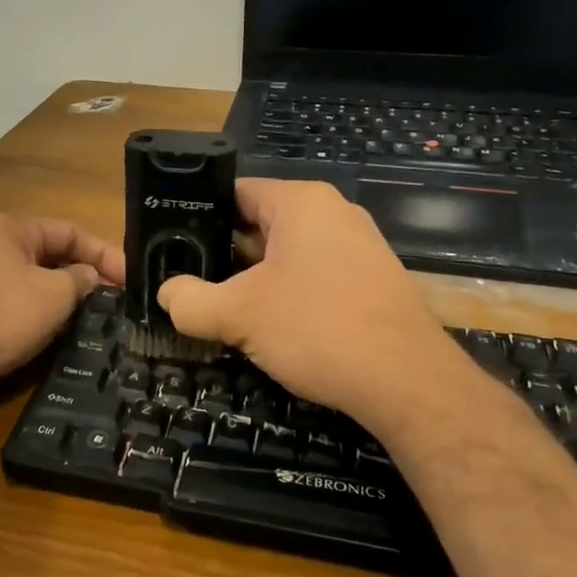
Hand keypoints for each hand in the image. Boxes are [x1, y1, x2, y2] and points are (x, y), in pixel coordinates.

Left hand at [0, 214, 126, 398]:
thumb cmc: (2, 316)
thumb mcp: (55, 295)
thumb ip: (80, 279)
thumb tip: (88, 276)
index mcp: (8, 228)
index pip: (69, 232)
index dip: (104, 254)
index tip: (130, 279)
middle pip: (46, 253)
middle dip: (81, 274)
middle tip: (111, 299)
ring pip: (26, 278)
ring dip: (57, 293)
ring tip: (84, 315)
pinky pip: (6, 298)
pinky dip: (31, 309)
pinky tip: (44, 330)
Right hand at [157, 180, 469, 436]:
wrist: (409, 384)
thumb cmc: (318, 328)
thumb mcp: (239, 315)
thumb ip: (190, 301)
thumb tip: (167, 294)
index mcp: (301, 201)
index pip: (234, 193)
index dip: (198, 217)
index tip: (172, 247)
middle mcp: (333, 213)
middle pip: (259, 224)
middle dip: (225, 255)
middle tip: (191, 283)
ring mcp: (358, 246)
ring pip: (286, 254)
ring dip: (254, 280)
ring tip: (222, 308)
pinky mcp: (371, 281)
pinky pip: (314, 276)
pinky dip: (287, 294)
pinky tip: (270, 327)